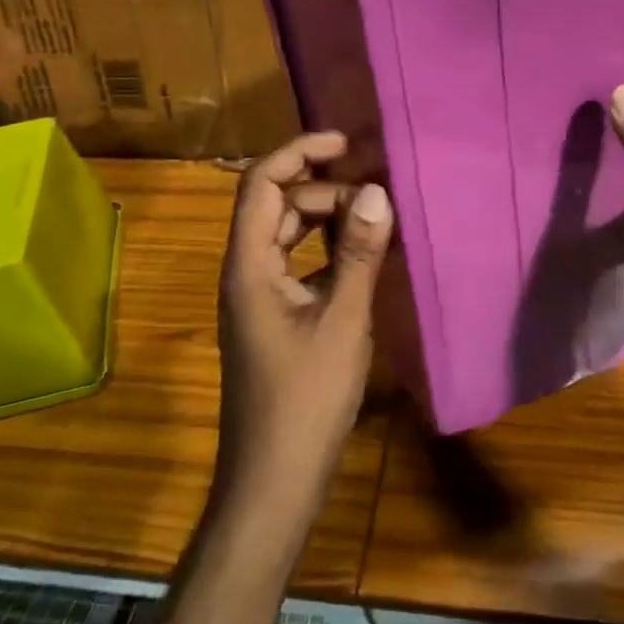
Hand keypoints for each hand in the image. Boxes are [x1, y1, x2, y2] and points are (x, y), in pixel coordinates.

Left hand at [215, 130, 394, 520]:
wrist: (274, 480)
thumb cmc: (305, 400)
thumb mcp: (342, 321)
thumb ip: (358, 254)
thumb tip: (377, 191)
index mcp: (248, 265)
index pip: (260, 183)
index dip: (298, 152)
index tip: (346, 143)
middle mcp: (246, 272)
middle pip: (277, 205)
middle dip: (324, 189)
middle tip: (377, 197)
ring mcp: (259, 297)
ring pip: (289, 235)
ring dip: (328, 219)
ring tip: (376, 219)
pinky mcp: (275, 318)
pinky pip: (299, 265)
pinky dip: (329, 252)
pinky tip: (365, 260)